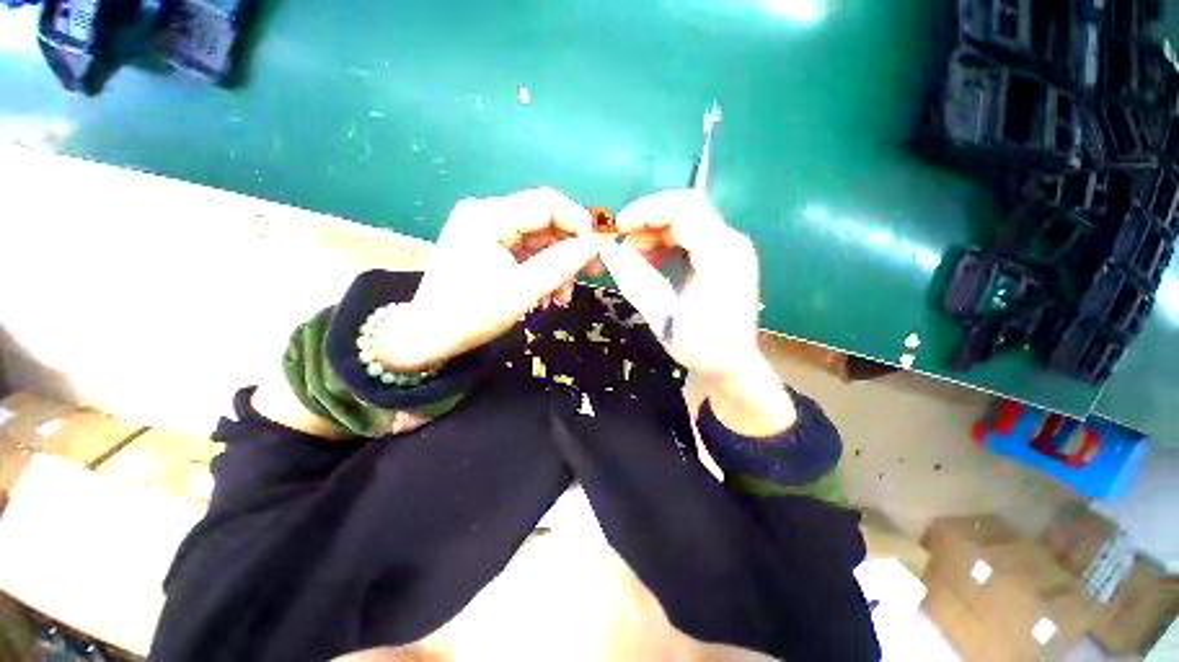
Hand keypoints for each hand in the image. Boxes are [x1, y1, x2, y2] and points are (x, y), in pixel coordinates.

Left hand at [375, 187, 599, 370]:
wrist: (429, 337)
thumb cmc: (473, 314)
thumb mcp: (524, 289)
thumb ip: (562, 262)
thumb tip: (595, 245)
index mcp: (489, 216)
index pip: (547, 203)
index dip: (580, 223)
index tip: (599, 250)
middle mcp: (486, 214)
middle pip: (544, 221)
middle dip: (570, 250)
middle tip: (590, 275)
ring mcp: (485, 231)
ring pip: (538, 239)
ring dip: (557, 265)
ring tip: (562, 297)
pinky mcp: (487, 247)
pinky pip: (525, 252)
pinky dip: (541, 271)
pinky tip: (547, 294)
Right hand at [600, 189, 761, 380]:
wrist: (734, 366)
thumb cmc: (703, 347)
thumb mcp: (665, 318)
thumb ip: (636, 281)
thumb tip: (608, 250)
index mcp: (722, 255)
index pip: (684, 209)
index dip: (646, 212)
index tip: (617, 229)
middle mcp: (730, 243)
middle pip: (686, 208)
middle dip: (648, 219)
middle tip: (623, 241)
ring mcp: (729, 249)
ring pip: (686, 219)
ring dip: (655, 230)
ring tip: (633, 253)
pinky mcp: (723, 257)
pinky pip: (690, 235)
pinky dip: (665, 241)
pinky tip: (651, 258)